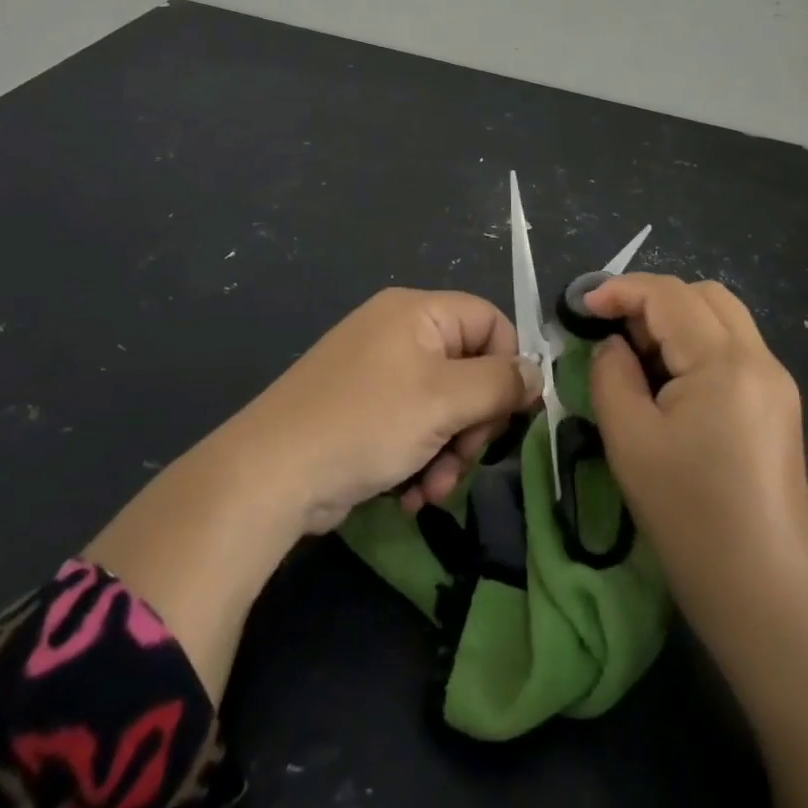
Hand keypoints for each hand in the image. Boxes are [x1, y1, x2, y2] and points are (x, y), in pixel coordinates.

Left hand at [85, 286, 539, 700]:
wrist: (270, 474)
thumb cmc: (366, 422)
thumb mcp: (445, 400)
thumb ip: (500, 383)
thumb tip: (536, 374)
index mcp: (418, 312)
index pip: (491, 323)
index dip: (507, 369)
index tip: (509, 417)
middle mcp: (399, 332)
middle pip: (469, 369)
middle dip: (473, 424)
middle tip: (462, 460)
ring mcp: (377, 371)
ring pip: (444, 406)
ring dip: (449, 451)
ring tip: (432, 489)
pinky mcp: (362, 409)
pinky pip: (413, 425)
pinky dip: (420, 458)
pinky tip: (409, 495)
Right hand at [585, 274, 807, 634]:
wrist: (766, 591)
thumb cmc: (689, 516)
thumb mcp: (630, 440)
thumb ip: (611, 375)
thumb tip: (613, 346)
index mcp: (724, 361)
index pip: (668, 295)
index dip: (620, 290)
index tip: (582, 308)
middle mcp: (759, 358)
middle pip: (703, 294)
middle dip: (652, 300)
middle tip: (614, 333)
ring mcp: (776, 381)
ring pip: (722, 318)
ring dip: (676, 320)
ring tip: (639, 358)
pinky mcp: (779, 404)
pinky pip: (734, 348)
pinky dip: (697, 345)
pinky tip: (672, 384)